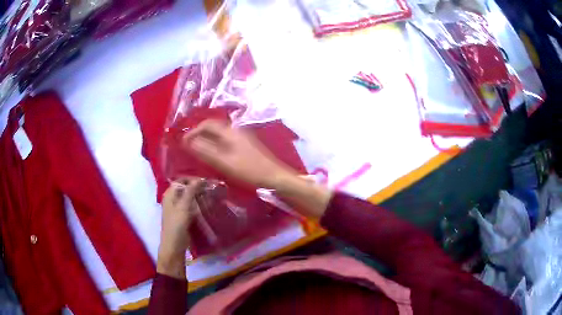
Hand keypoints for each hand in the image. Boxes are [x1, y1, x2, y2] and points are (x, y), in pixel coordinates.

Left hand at [157, 178, 202, 278]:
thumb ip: (190, 192)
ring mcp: (178, 208)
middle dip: (197, 187)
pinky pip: (192, 206)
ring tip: (212, 195)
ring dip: (199, 196)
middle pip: (186, 188)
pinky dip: (199, 204)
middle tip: (211, 188)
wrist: (174, 245)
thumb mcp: (183, 207)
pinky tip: (208, 204)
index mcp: (170, 195)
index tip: (206, 181)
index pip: (181, 181)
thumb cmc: (176, 225)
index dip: (192, 179)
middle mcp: (173, 199)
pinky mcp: (184, 216)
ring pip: (190, 198)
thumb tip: (199, 179)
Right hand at [184, 120, 331, 217]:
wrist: (275, 177)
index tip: (183, 143)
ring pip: (219, 134)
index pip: (206, 124)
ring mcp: (242, 137)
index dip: (193, 132)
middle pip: (213, 127)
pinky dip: (216, 145)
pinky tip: (214, 156)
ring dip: (207, 140)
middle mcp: (235, 130)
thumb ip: (205, 151)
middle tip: (189, 147)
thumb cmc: (249, 170)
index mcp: (230, 131)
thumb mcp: (224, 162)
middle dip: (199, 134)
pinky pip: (226, 140)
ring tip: (198, 152)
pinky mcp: (246, 145)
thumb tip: (187, 141)